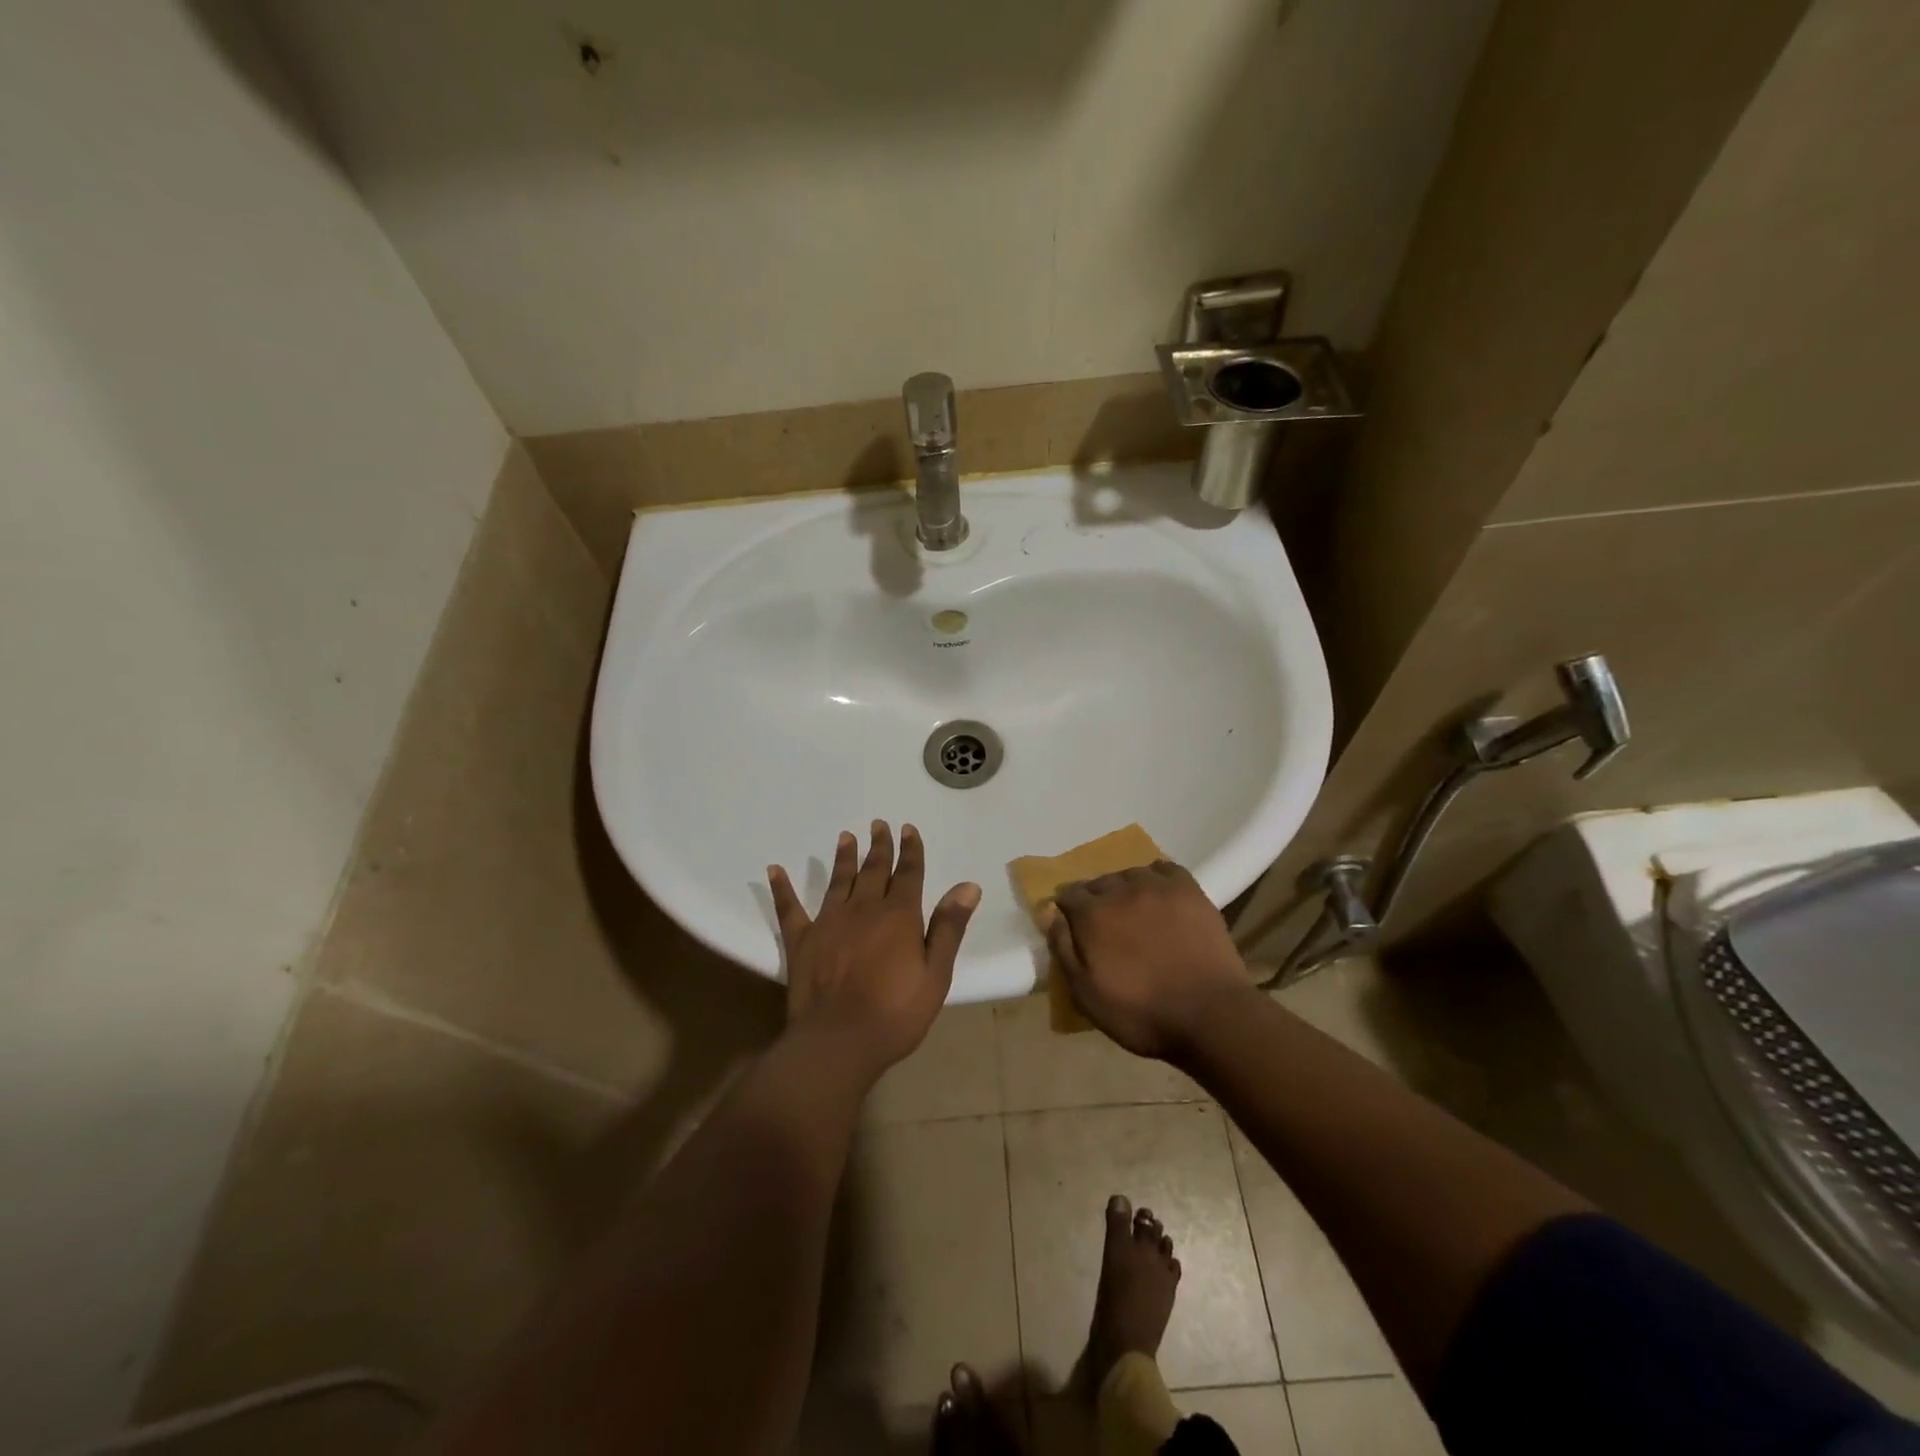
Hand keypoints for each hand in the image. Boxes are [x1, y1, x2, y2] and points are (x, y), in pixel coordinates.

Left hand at [768, 822, 980, 1079]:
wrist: (839, 1041)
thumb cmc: (896, 1013)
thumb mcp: (935, 974)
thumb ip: (948, 928)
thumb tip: (967, 886)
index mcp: (899, 916)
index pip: (908, 874)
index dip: (910, 850)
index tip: (908, 829)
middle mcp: (864, 909)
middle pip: (874, 870)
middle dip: (879, 846)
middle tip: (879, 824)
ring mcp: (829, 921)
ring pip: (839, 881)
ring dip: (844, 857)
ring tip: (846, 836)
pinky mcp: (802, 940)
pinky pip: (790, 908)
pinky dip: (782, 888)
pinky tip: (774, 870)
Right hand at [1048, 861, 1255, 1059]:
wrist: (1210, 1015)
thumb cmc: (1141, 1013)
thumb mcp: (1086, 995)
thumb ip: (1063, 950)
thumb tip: (1051, 914)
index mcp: (1092, 914)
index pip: (1068, 895)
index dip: (1068, 910)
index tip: (1074, 927)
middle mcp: (1121, 890)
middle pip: (1099, 882)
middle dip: (1096, 900)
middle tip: (1107, 927)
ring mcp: (1157, 886)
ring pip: (1130, 874)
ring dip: (1126, 889)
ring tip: (1135, 912)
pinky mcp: (1189, 890)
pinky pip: (1164, 869)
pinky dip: (1157, 879)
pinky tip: (1161, 898)